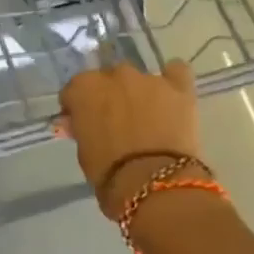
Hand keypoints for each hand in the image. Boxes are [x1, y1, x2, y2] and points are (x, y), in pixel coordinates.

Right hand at [56, 61, 204, 217]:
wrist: (153, 182)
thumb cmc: (108, 173)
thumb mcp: (83, 151)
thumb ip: (82, 128)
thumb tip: (79, 122)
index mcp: (84, 88)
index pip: (75, 89)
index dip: (78, 106)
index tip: (82, 122)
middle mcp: (115, 75)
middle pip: (108, 78)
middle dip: (110, 96)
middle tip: (116, 122)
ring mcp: (148, 79)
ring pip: (139, 78)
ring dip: (139, 92)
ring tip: (147, 117)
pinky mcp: (179, 87)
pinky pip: (176, 71)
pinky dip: (172, 80)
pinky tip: (172, 96)